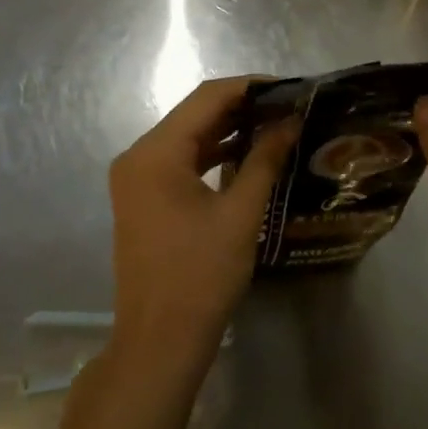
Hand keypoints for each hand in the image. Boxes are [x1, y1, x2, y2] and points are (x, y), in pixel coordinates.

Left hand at [108, 77, 297, 366]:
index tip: (290, 87)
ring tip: (275, 126)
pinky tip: (247, 155)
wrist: (160, 341)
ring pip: (188, 138)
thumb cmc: (201, 274)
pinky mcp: (143, 199)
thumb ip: (264, 160)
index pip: (206, 98)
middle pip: (194, 114)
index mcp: (155, 153)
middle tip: (288, 107)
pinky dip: (212, 155)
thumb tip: (290, 122)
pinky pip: (180, 163)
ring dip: (228, 131)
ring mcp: (137, 179)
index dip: (250, 87)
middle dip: (242, 107)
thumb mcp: (240, 213)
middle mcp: (138, 156)